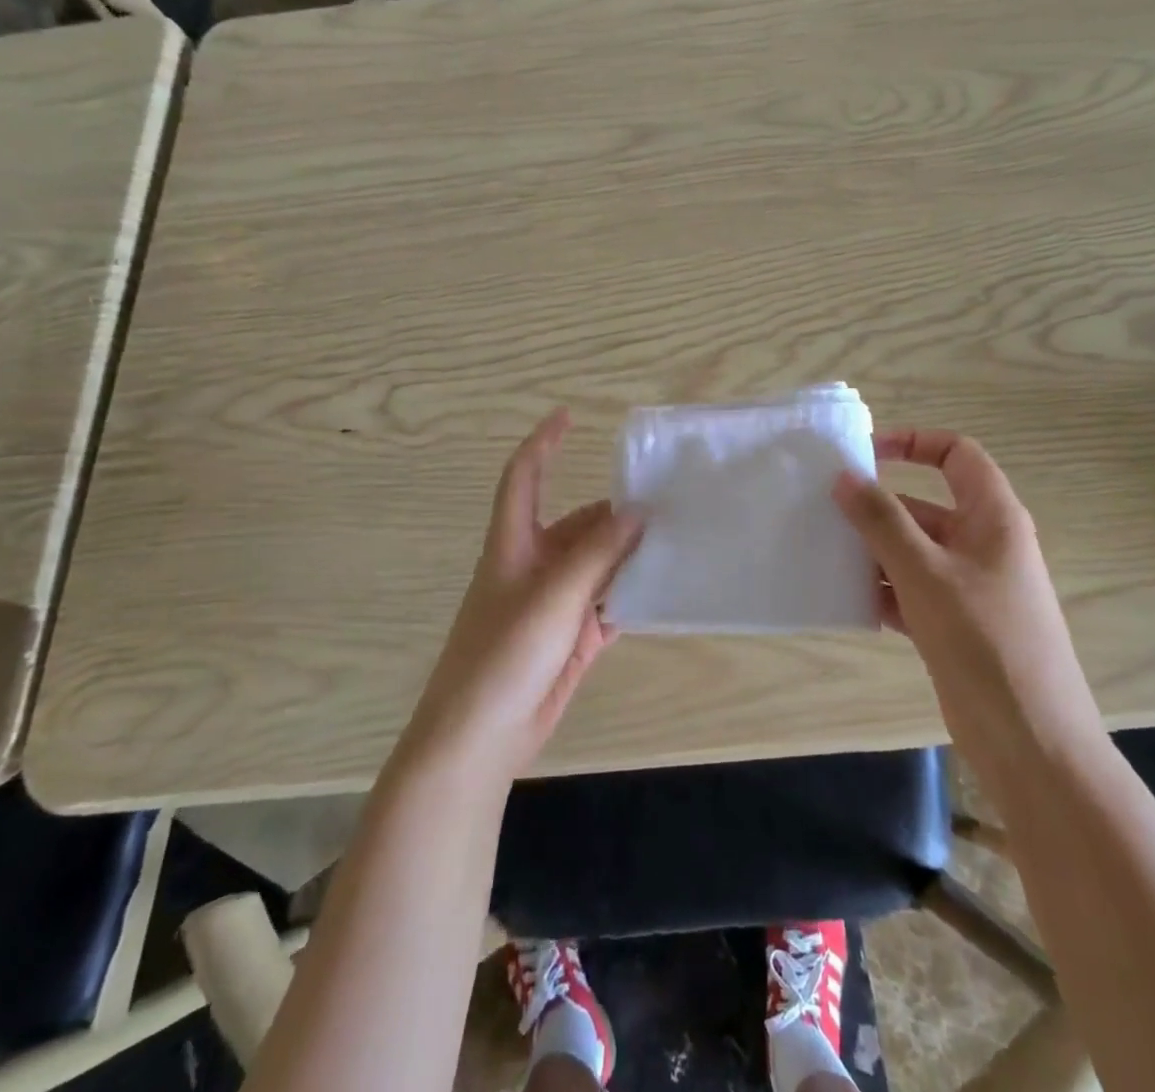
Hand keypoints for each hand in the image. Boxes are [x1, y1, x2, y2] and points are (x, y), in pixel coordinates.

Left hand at [404, 409, 641, 781]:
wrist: (479, 738)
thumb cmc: (505, 653)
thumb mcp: (554, 595)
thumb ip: (598, 553)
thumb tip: (637, 511)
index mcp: (514, 544)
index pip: (525, 477)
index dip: (544, 443)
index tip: (570, 416)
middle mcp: (534, 567)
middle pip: (578, 525)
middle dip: (614, 513)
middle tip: (665, 504)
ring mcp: (553, 605)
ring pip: (597, 567)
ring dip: (628, 557)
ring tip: (674, 542)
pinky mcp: (569, 641)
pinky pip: (606, 607)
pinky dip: (629, 598)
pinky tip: (662, 591)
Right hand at [833, 429, 1085, 720]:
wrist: (1029, 741)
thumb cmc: (983, 640)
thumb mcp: (925, 572)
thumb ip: (882, 521)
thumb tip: (845, 476)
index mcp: (993, 518)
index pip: (957, 455)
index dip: (913, 443)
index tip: (864, 454)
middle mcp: (983, 545)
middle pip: (924, 506)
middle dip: (877, 507)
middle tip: (824, 510)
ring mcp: (969, 587)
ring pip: (913, 551)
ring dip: (873, 551)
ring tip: (824, 552)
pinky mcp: (954, 625)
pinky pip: (910, 591)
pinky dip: (881, 591)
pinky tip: (844, 598)